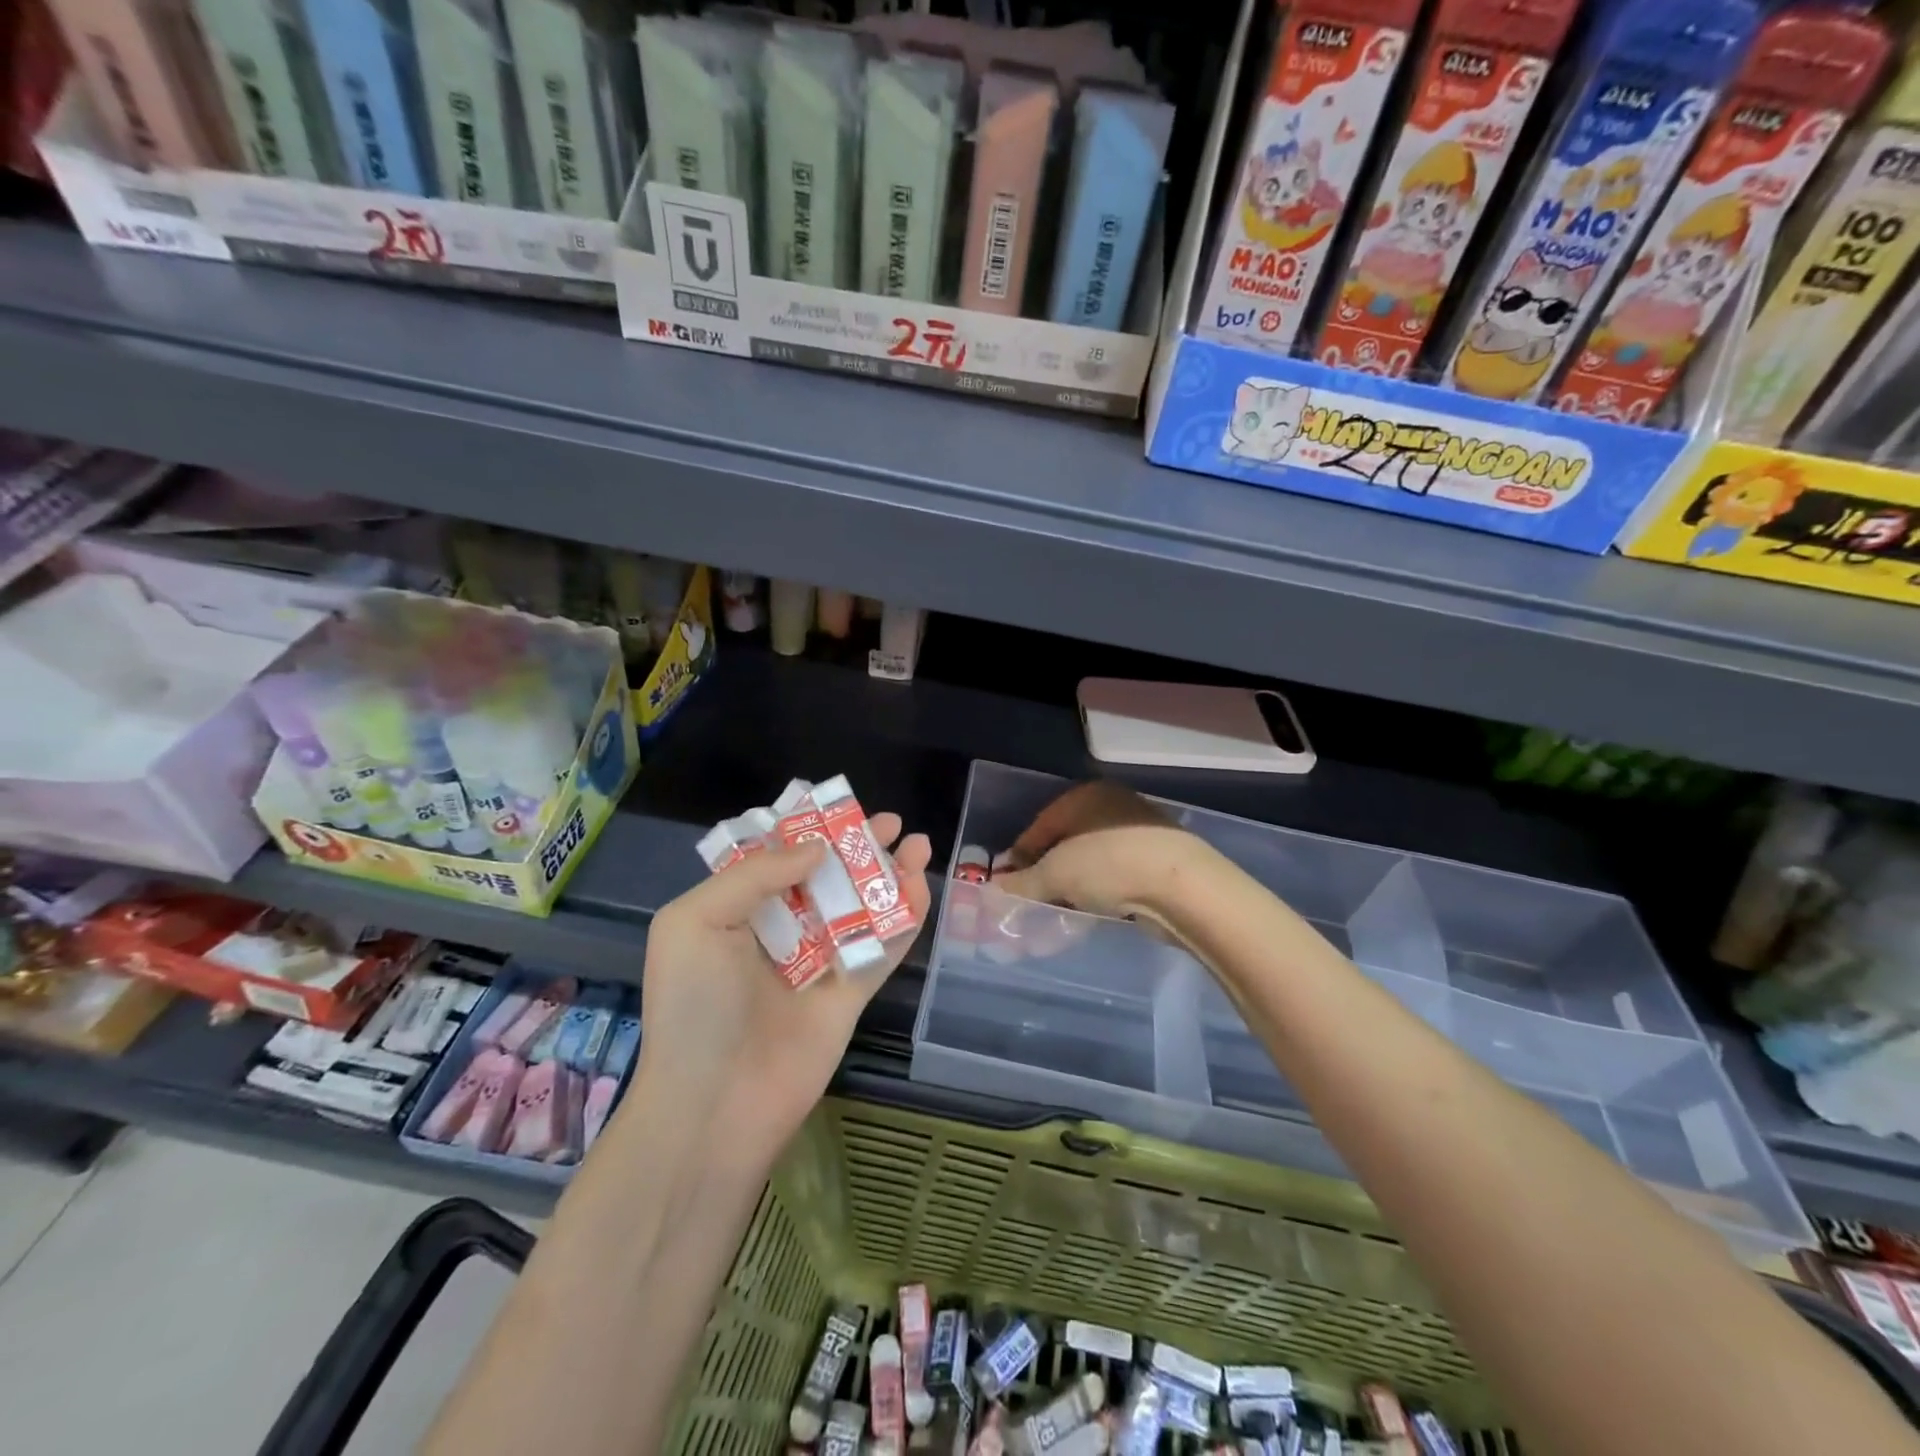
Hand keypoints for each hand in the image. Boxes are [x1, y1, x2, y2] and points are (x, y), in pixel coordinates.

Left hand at [624, 814, 931, 1173]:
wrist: (716, 1106)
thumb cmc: (696, 1006)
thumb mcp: (695, 923)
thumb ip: (755, 875)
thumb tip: (816, 850)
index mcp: (737, 912)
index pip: (778, 858)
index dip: (809, 830)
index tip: (839, 807)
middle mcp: (781, 931)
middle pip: (828, 877)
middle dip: (858, 847)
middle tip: (892, 824)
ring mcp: (820, 962)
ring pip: (862, 907)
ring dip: (890, 875)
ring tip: (919, 845)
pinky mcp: (852, 992)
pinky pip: (884, 947)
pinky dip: (906, 917)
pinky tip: (921, 887)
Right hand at [992, 782, 1218, 919]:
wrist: (1183, 886)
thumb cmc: (1109, 865)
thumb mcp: (1055, 875)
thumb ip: (1022, 882)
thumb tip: (994, 889)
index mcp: (1085, 795)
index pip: (1041, 824)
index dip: (1021, 854)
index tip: (1008, 883)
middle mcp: (1113, 804)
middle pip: (1067, 840)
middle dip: (1048, 870)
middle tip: (1034, 898)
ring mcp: (1140, 830)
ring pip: (1093, 858)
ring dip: (1075, 882)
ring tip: (1062, 909)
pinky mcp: (1160, 858)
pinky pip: (1117, 873)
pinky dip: (1102, 889)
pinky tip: (1096, 909)